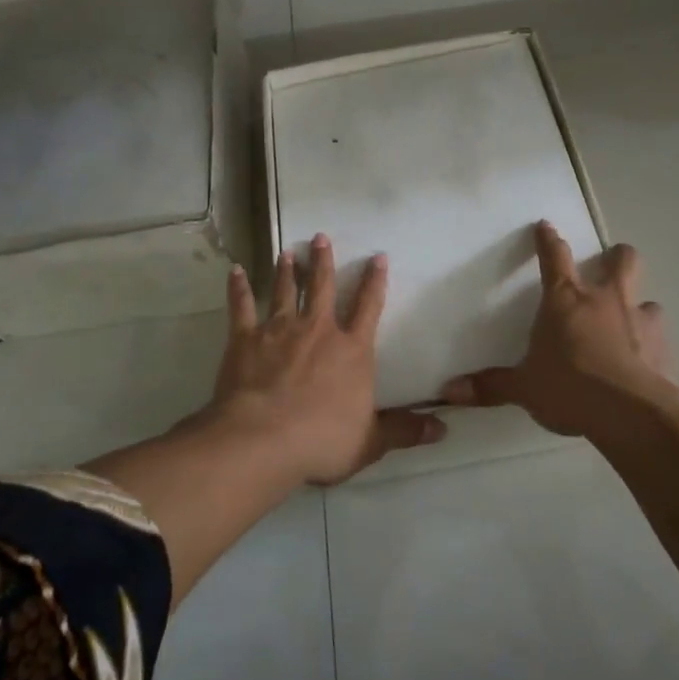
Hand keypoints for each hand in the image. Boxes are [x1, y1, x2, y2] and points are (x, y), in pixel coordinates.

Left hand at [215, 234, 445, 484]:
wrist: (262, 440)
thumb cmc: (321, 440)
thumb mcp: (371, 441)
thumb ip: (405, 430)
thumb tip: (443, 429)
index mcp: (351, 350)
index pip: (368, 307)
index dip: (375, 281)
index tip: (377, 257)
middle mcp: (317, 330)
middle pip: (322, 287)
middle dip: (323, 261)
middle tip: (320, 237)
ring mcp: (278, 330)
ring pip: (284, 291)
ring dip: (286, 270)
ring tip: (286, 252)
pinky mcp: (244, 339)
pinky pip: (241, 307)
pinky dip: (238, 288)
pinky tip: (235, 271)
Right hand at [439, 221, 674, 441]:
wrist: (631, 413)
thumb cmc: (569, 388)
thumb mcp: (524, 388)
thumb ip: (491, 386)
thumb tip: (450, 391)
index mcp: (566, 301)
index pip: (554, 258)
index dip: (548, 240)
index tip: (546, 226)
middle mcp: (607, 300)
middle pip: (621, 261)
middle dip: (617, 258)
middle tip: (610, 265)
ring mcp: (641, 321)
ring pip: (648, 299)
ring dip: (638, 308)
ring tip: (630, 326)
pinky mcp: (665, 348)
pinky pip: (660, 339)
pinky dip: (652, 346)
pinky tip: (645, 365)